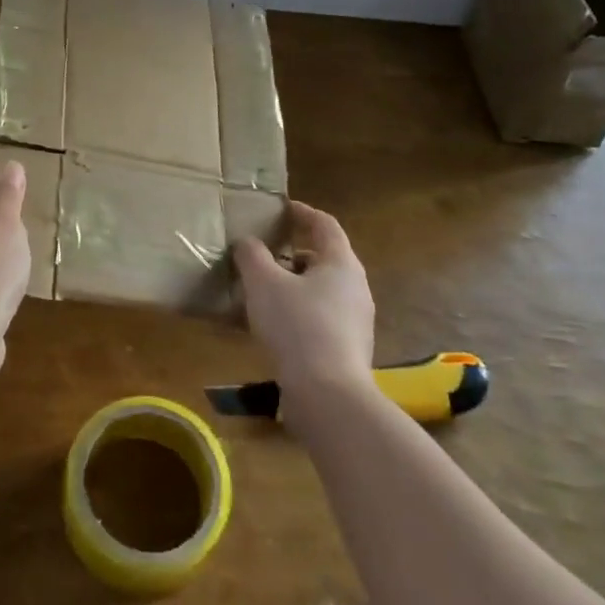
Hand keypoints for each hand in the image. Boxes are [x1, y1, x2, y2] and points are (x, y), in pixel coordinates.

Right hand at [234, 200, 374, 418]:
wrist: (328, 396)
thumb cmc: (297, 326)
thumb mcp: (263, 283)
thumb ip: (252, 255)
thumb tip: (247, 242)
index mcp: (341, 263)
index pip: (325, 225)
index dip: (303, 212)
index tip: (282, 208)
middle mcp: (356, 287)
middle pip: (326, 258)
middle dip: (295, 252)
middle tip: (267, 251)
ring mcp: (356, 321)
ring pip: (323, 290)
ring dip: (295, 284)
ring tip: (264, 290)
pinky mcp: (349, 349)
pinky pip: (321, 318)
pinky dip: (299, 311)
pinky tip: (274, 325)